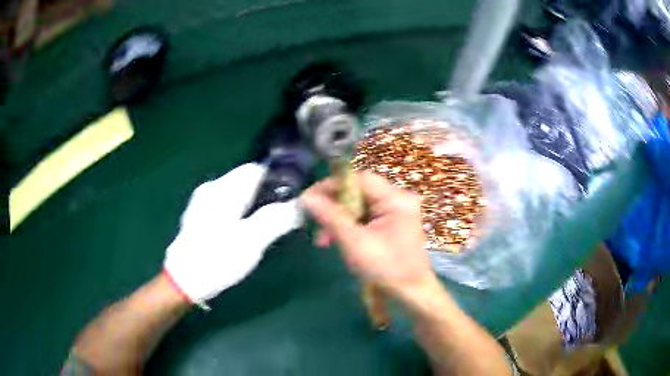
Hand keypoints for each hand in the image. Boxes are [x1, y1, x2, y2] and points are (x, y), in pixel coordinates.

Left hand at [164, 163, 302, 308]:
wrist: (183, 281)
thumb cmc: (217, 258)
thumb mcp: (251, 241)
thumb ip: (276, 219)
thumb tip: (298, 205)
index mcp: (224, 189)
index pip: (256, 169)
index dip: (276, 181)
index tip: (289, 201)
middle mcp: (211, 188)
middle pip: (246, 181)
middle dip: (265, 196)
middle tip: (278, 220)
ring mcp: (202, 202)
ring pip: (236, 195)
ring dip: (252, 207)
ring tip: (261, 229)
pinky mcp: (199, 216)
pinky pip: (226, 206)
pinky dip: (238, 214)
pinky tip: (240, 235)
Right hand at [301, 172, 433, 296]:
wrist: (411, 293)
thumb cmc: (386, 269)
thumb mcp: (354, 242)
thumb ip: (330, 216)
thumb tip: (306, 197)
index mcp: (396, 200)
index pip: (359, 179)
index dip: (332, 185)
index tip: (309, 198)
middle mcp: (399, 199)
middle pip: (358, 192)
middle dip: (334, 208)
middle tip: (315, 223)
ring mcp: (397, 211)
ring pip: (359, 206)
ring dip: (339, 220)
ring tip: (323, 239)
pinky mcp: (392, 223)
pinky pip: (366, 217)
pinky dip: (349, 226)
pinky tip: (337, 240)